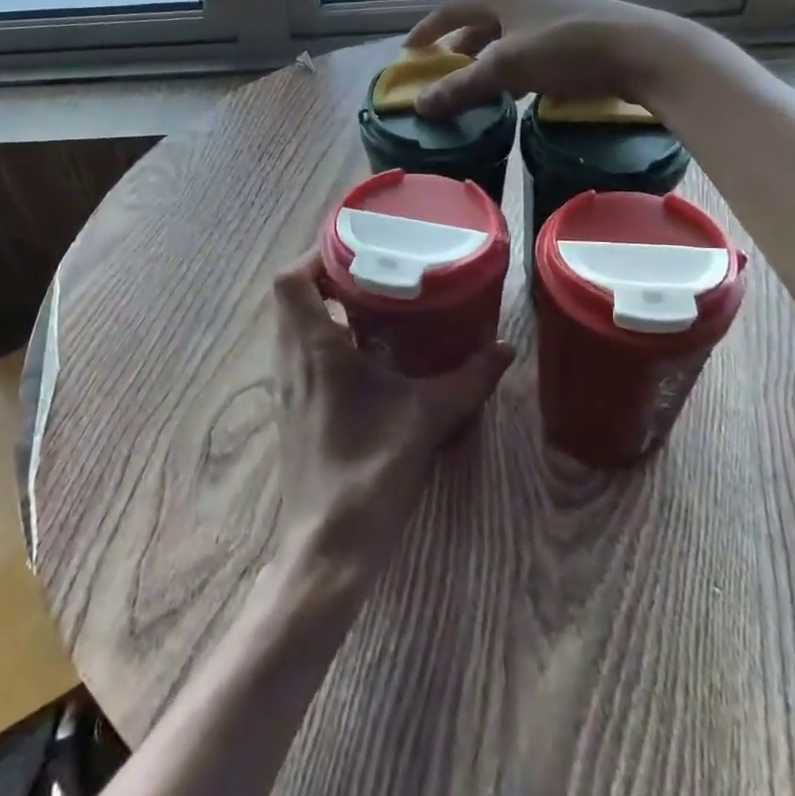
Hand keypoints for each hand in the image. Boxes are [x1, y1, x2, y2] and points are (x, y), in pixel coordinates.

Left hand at [270, 251, 512, 586]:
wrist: (326, 547)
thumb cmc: (369, 472)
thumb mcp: (426, 418)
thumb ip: (467, 380)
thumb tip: (505, 348)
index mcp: (313, 349)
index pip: (291, 279)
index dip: (316, 254)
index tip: (357, 247)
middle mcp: (291, 360)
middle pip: (292, 296)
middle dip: (329, 275)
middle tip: (375, 269)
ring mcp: (288, 387)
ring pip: (295, 325)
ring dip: (327, 307)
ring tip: (376, 302)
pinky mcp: (295, 409)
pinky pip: (303, 353)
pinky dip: (328, 338)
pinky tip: (369, 353)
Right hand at [405, 0, 680, 118]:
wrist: (643, 51)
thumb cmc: (567, 50)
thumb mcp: (508, 68)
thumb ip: (462, 86)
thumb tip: (420, 105)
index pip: (452, 10)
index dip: (427, 30)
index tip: (408, 51)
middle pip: (481, 22)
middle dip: (459, 47)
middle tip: (443, 71)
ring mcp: (555, 14)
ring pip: (508, 37)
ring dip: (488, 60)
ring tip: (476, 85)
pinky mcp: (577, 33)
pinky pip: (531, 48)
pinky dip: (515, 67)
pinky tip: (519, 90)